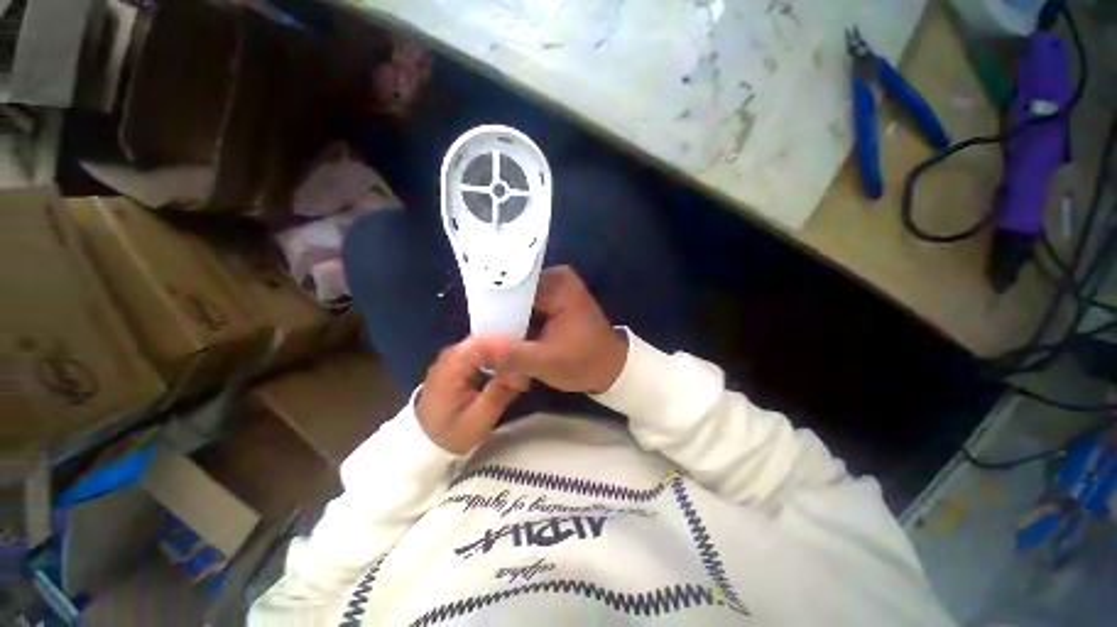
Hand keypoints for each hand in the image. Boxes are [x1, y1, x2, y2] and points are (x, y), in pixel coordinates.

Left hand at [416, 339, 528, 453]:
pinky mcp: (457, 359)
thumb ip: (499, 393)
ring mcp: (454, 355)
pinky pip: (481, 350)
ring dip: (503, 352)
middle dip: (508, 348)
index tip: (526, 358)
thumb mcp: (479, 420)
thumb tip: (522, 373)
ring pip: (485, 343)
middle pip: (486, 338)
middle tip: (527, 363)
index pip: (484, 342)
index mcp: (454, 365)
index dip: (507, 346)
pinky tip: (507, 367)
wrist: (426, 441)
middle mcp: (452, 353)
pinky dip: (495, 356)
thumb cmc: (451, 433)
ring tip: (521, 365)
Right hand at [476, 266, 627, 393]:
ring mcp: (556, 288)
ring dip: (506, 321)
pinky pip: (527, 308)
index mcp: (558, 283)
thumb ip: (509, 355)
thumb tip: (470, 349)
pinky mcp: (554, 300)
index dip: (492, 307)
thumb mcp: (545, 362)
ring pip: (518, 302)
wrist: (611, 369)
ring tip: (489, 340)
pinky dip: (517, 323)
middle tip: (481, 339)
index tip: (476, 328)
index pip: (513, 287)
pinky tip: (506, 337)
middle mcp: (556, 278)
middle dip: (499, 316)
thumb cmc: (585, 363)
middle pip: (514, 293)